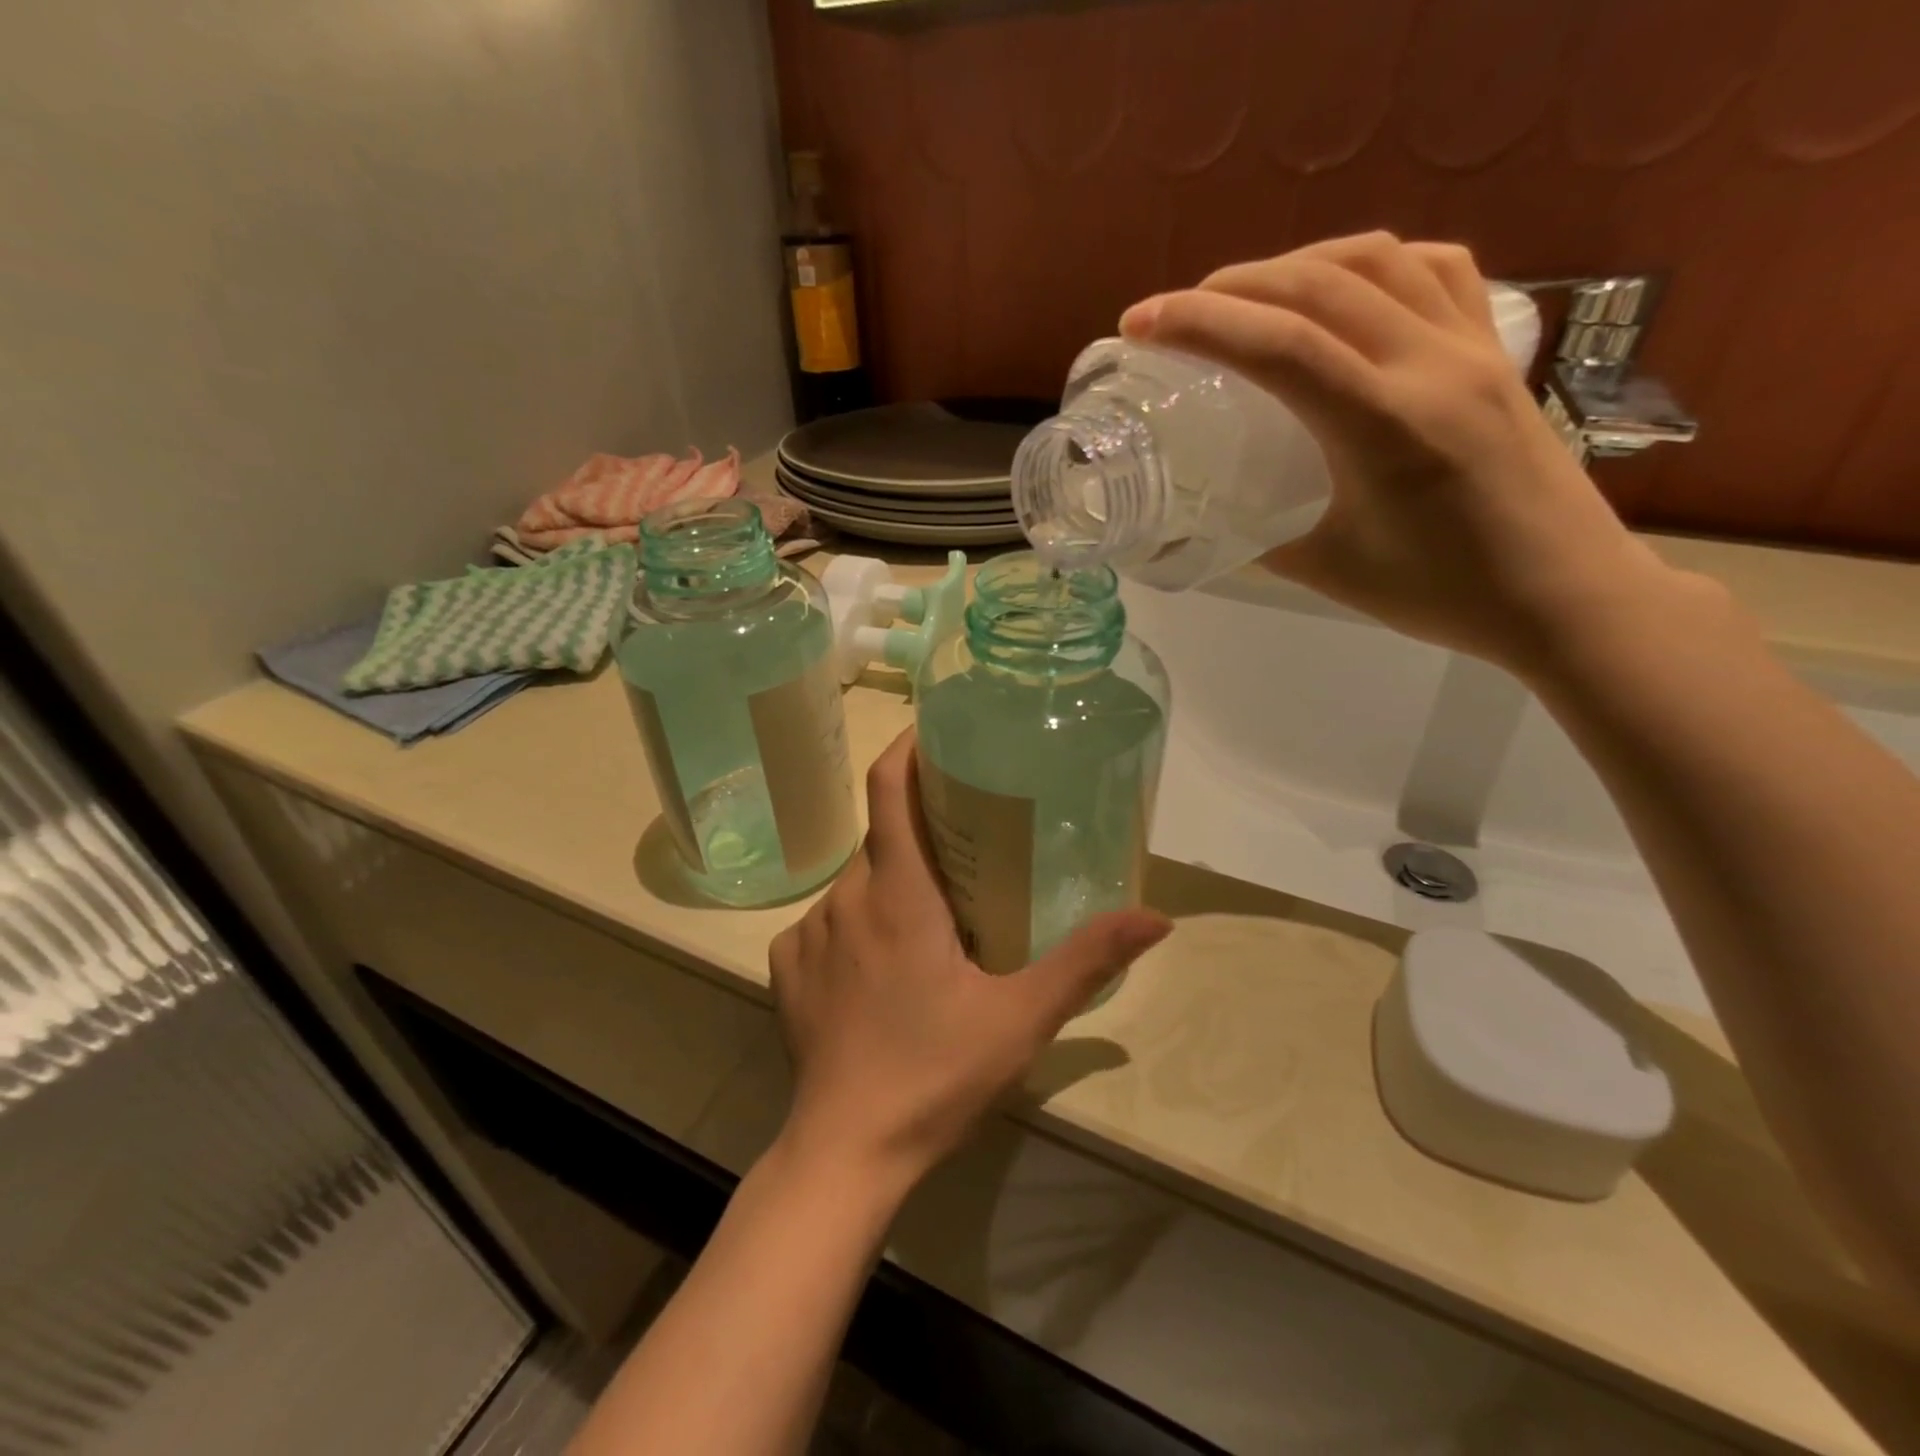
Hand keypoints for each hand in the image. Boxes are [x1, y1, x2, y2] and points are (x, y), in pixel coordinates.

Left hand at [768, 730, 1171, 1190]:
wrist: (844, 1151)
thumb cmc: (935, 1074)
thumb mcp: (1022, 1017)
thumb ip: (1086, 960)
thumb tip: (1157, 918)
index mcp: (897, 894)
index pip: (889, 790)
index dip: (907, 749)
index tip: (933, 734)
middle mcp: (845, 898)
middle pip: (882, 840)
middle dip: (920, 834)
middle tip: (964, 851)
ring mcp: (807, 932)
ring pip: (856, 883)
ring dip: (891, 886)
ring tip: (929, 922)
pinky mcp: (786, 966)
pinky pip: (826, 923)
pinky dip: (857, 926)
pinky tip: (879, 970)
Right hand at [1120, 232, 1710, 676]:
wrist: (1565, 596)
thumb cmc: (1443, 595)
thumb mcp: (1329, 572)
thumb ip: (1260, 538)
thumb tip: (1207, 521)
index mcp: (1384, 426)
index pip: (1279, 345)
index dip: (1198, 324)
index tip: (1140, 324)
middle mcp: (1431, 365)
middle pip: (1320, 284)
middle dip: (1234, 286)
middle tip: (1179, 312)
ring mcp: (1473, 348)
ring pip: (1379, 260)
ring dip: (1299, 263)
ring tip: (1251, 295)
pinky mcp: (1497, 352)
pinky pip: (1437, 271)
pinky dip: (1375, 264)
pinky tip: (1346, 290)